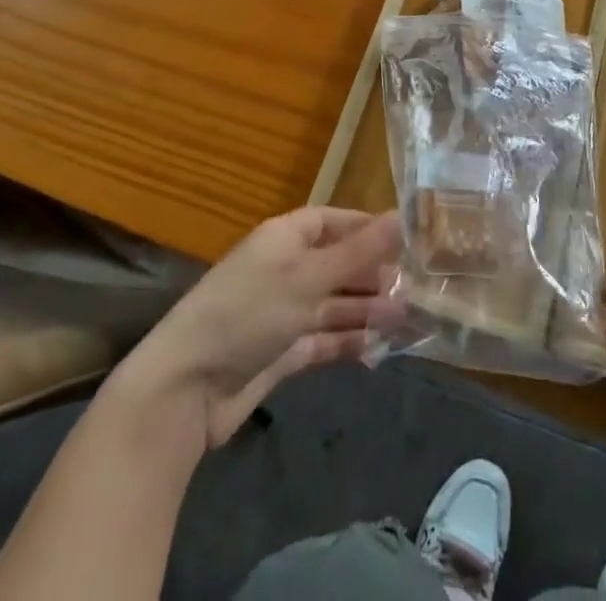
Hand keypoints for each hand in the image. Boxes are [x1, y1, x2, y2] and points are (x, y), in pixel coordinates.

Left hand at [120, 207, 400, 446]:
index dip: (367, 228)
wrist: (188, 389)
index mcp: (285, 238)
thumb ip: (358, 252)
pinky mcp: (282, 352)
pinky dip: (348, 343)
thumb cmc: (249, 312)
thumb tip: (401, 216)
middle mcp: (285, 269)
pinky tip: (377, 351)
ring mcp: (283, 312)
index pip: (333, 221)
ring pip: (334, 304)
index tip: (407, 240)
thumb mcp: (308, 277)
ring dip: (367, 311)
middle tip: (417, 290)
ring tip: (408, 321)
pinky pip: (323, 340)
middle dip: (374, 275)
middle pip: (338, 264)